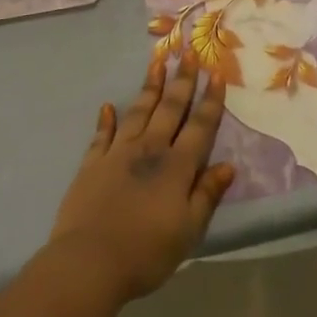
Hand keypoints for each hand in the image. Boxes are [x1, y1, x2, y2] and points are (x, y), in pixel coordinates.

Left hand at [47, 54, 235, 302]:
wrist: (89, 262)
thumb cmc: (146, 252)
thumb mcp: (189, 230)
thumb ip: (207, 195)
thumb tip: (228, 166)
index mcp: (177, 167)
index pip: (200, 126)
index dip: (210, 100)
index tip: (217, 73)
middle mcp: (150, 150)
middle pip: (170, 109)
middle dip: (182, 80)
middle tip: (189, 53)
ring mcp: (117, 153)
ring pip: (138, 112)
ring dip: (149, 87)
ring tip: (157, 62)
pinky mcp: (92, 164)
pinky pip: (102, 135)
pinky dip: (106, 119)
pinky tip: (108, 106)